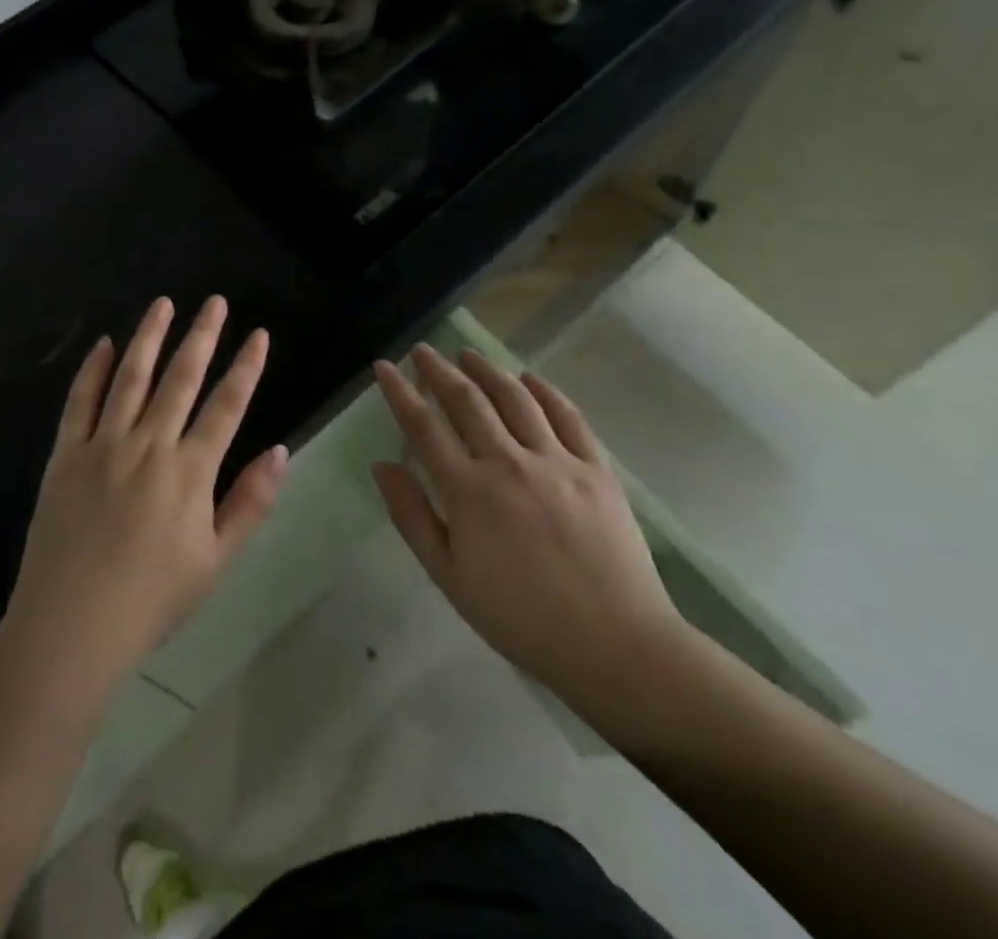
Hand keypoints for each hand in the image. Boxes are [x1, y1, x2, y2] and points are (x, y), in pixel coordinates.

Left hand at [6, 296, 287, 697]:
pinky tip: (104, 345)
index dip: (246, 367)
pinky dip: (93, 370)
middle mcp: (148, 445)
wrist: (71, 627)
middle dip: (201, 335)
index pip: (226, 405)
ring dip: (149, 337)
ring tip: (163, 304)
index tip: (259, 334)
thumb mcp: (216, 562)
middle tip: (214, 301)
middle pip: (180, 378)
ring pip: (130, 377)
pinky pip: (80, 402)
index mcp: (189, 471)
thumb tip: (280, 450)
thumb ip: (250, 503)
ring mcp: (102, 445)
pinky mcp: (65, 454)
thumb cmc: (152, 600)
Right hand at [372, 345, 688, 713]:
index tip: (384, 367)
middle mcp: (509, 463)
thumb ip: (412, 516)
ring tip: (468, 354)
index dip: (399, 392)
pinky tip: (529, 378)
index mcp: (468, 492)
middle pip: (467, 400)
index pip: (423, 426)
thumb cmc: (521, 618)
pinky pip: (568, 416)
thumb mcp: (450, 577)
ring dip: (487, 370)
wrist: (616, 646)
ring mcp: (557, 461)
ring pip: (515, 398)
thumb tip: (381, 465)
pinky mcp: (596, 469)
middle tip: (422, 351)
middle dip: (439, 369)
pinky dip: (545, 391)